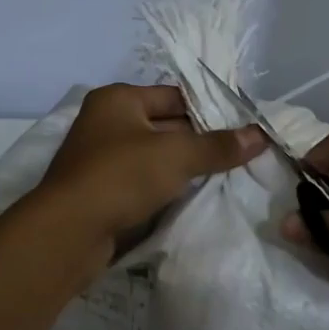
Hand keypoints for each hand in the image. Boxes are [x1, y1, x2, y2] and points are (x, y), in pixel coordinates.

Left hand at [34, 83, 265, 276]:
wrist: (67, 233)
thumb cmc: (121, 176)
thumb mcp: (177, 155)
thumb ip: (218, 146)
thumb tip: (261, 135)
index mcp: (118, 99)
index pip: (174, 96)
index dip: (209, 110)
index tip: (241, 128)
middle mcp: (106, 122)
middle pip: (165, 126)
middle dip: (199, 141)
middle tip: (240, 155)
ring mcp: (100, 158)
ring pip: (154, 157)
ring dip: (182, 168)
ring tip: (224, 178)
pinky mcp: (100, 191)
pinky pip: (142, 182)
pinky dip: (164, 188)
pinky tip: (192, 199)